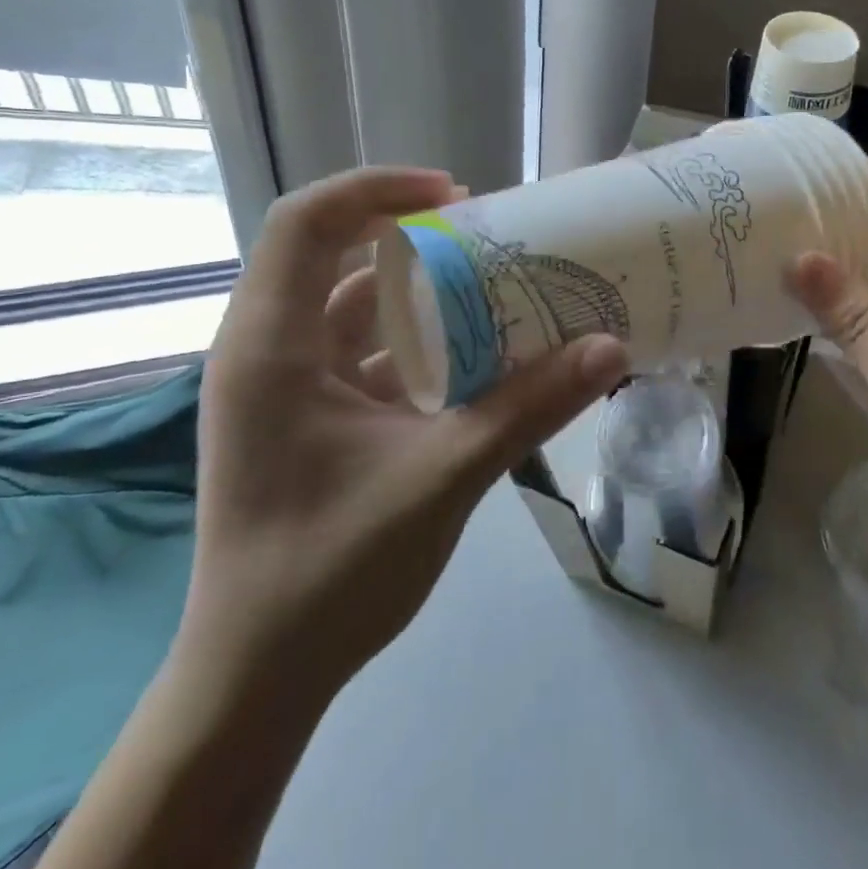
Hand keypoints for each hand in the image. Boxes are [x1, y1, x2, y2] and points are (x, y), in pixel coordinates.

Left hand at [184, 166, 629, 702]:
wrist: (257, 681)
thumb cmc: (329, 572)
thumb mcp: (443, 477)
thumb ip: (529, 407)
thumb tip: (611, 348)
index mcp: (270, 348)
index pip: (305, 222)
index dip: (377, 188)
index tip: (455, 194)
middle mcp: (267, 353)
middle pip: (334, 256)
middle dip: (414, 238)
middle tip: (491, 239)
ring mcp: (285, 389)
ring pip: (354, 309)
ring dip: (422, 295)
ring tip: (497, 291)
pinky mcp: (308, 420)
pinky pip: (365, 355)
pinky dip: (419, 344)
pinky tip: (478, 360)